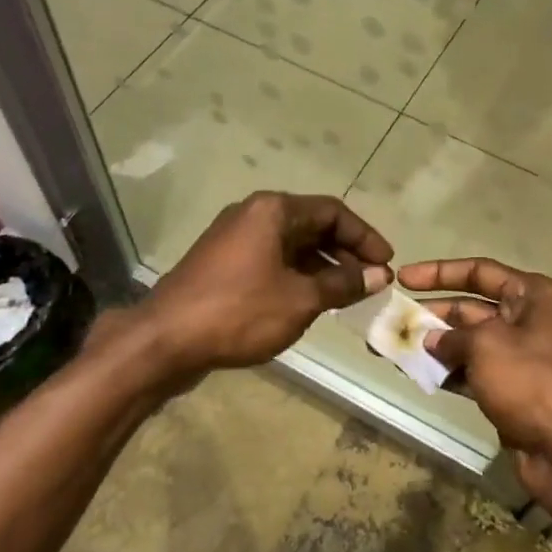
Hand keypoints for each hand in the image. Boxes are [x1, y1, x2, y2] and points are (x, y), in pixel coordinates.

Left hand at [138, 192, 392, 386]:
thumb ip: (342, 283)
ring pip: (291, 245)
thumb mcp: (300, 299)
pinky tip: (310, 302)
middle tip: (370, 282)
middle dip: (344, 253)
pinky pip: (271, 260)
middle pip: (312, 225)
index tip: (386, 263)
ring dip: (322, 267)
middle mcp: (253, 214)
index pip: (333, 212)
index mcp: (273, 210)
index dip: (364, 236)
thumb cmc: (239, 312)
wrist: (164, 340)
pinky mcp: (222, 263)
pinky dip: (296, 275)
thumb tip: (377, 275)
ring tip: (346, 296)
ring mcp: (234, 238)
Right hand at [397, 258, 551, 509]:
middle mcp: (530, 320)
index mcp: (535, 296)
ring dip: (433, 346)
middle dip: (432, 314)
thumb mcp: (486, 346)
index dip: (439, 272)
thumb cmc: (532, 382)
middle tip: (391, 319)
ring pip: (469, 342)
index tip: (403, 278)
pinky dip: (447, 372)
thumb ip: (452, 336)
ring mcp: (522, 357)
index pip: (480, 271)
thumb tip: (431, 341)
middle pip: (471, 307)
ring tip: (392, 349)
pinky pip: (473, 371)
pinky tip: (415, 374)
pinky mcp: (513, 390)